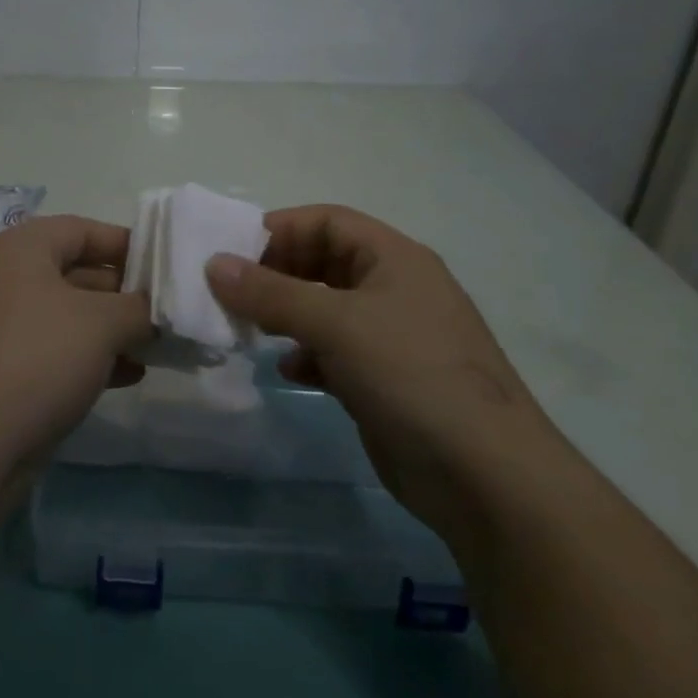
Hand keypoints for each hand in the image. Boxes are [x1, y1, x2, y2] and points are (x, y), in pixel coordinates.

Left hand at [0, 214, 150, 485]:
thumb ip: (138, 307)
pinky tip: (125, 376)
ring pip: (63, 316)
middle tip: (164, 315)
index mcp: (16, 249)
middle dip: (122, 294)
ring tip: (152, 350)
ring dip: (109, 331)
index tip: (165, 267)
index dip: (126, 244)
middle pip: (72, 272)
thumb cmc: (35, 360)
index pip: (81, 229)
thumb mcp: (101, 323)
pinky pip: (47, 350)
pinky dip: (85, 358)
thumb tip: (152, 310)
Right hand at [206, 204, 569, 539]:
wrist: (484, 475)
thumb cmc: (411, 374)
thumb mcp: (335, 324)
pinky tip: (289, 371)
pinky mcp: (384, 379)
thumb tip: (214, 264)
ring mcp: (391, 336)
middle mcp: (393, 289)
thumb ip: (271, 292)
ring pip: (324, 309)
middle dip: (276, 274)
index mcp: (394, 258)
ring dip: (285, 316)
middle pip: (323, 262)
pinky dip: (306, 355)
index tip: (231, 253)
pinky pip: (333, 351)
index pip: (327, 222)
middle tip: (231, 294)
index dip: (279, 230)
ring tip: (250, 330)